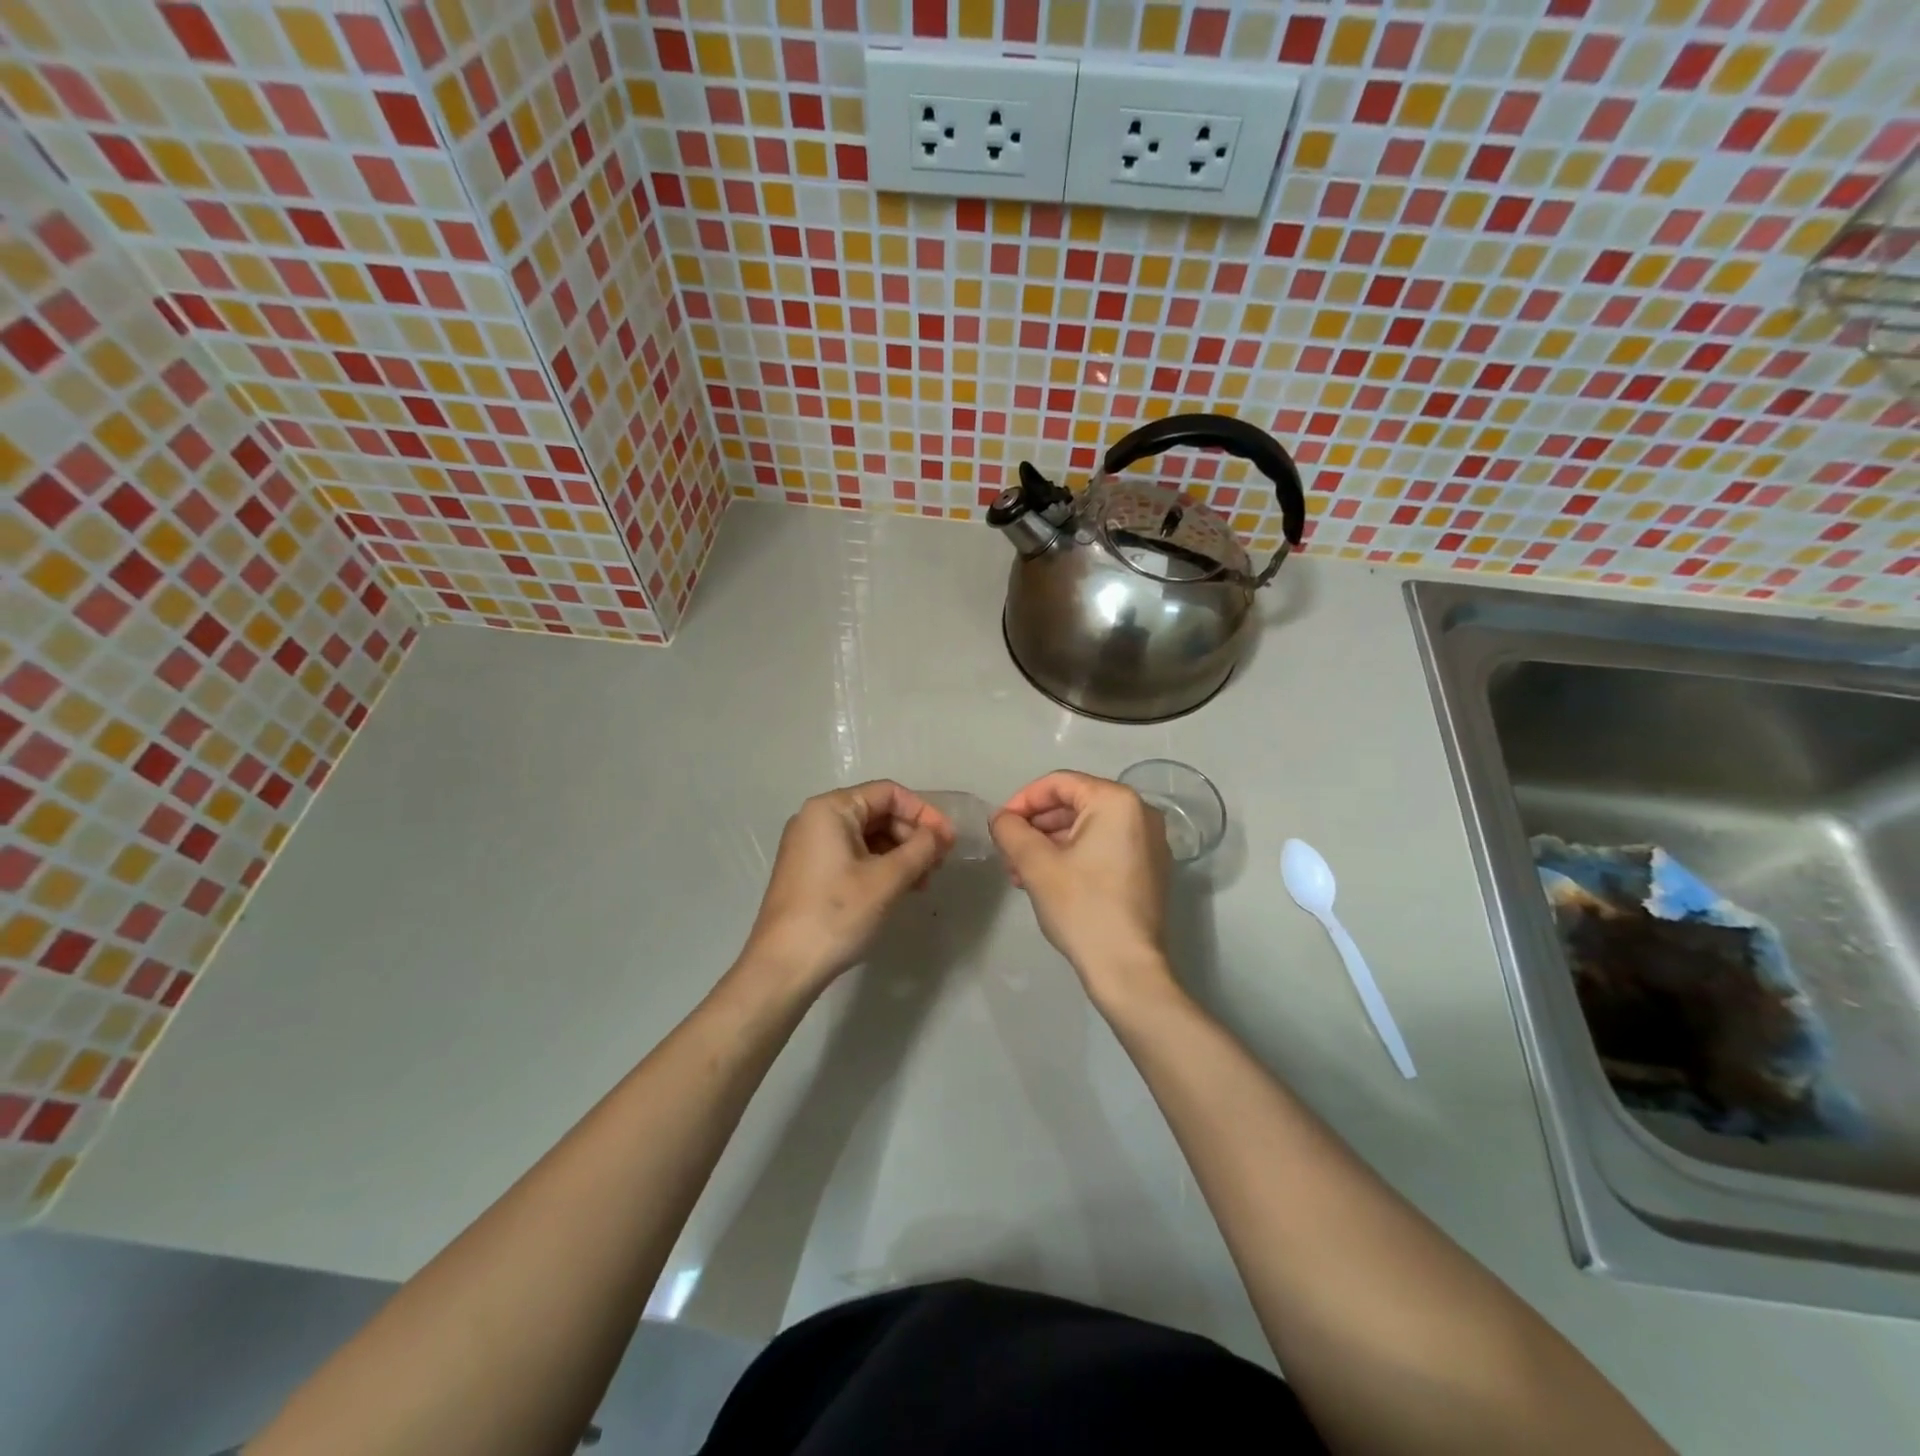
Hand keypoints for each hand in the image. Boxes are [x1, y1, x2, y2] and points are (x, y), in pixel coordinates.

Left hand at [738, 781, 953, 995]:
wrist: (783, 966)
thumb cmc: (836, 914)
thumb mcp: (887, 879)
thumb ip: (921, 849)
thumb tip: (939, 835)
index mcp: (831, 809)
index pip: (889, 793)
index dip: (924, 813)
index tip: (948, 840)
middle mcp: (816, 819)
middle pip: (878, 813)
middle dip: (913, 836)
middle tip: (938, 865)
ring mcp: (810, 846)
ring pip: (868, 837)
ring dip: (900, 854)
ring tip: (923, 883)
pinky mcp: (810, 871)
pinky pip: (854, 856)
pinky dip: (881, 867)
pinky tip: (899, 890)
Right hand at [991, 772, 1174, 1007]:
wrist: (1127, 969)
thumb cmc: (1082, 908)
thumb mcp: (1036, 864)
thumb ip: (1011, 830)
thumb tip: (1001, 818)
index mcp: (1117, 801)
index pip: (1059, 784)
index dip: (1022, 800)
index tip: (999, 825)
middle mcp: (1140, 813)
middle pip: (1074, 804)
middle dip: (1035, 826)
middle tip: (1007, 852)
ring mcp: (1149, 842)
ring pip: (1086, 828)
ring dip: (1049, 844)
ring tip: (1019, 872)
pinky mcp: (1148, 868)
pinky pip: (1103, 847)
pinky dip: (1073, 856)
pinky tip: (1046, 880)